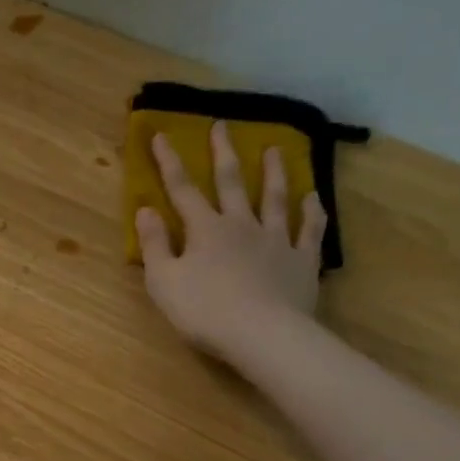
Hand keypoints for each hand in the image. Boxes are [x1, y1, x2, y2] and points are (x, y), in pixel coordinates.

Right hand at [135, 127, 325, 365]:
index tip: (161, 135)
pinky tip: (314, 197)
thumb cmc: (204, 311)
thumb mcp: (163, 281)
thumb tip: (145, 210)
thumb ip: (155, 244)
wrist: (263, 335)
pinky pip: (310, 230)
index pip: (182, 189)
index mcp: (205, 229)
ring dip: (274, 173)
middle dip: (223, 153)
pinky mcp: (302, 261)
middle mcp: (241, 225)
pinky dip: (313, 211)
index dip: (169, 162)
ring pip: (275, 198)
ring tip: (275, 149)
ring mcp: (276, 240)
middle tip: (222, 125)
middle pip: (232, 182)